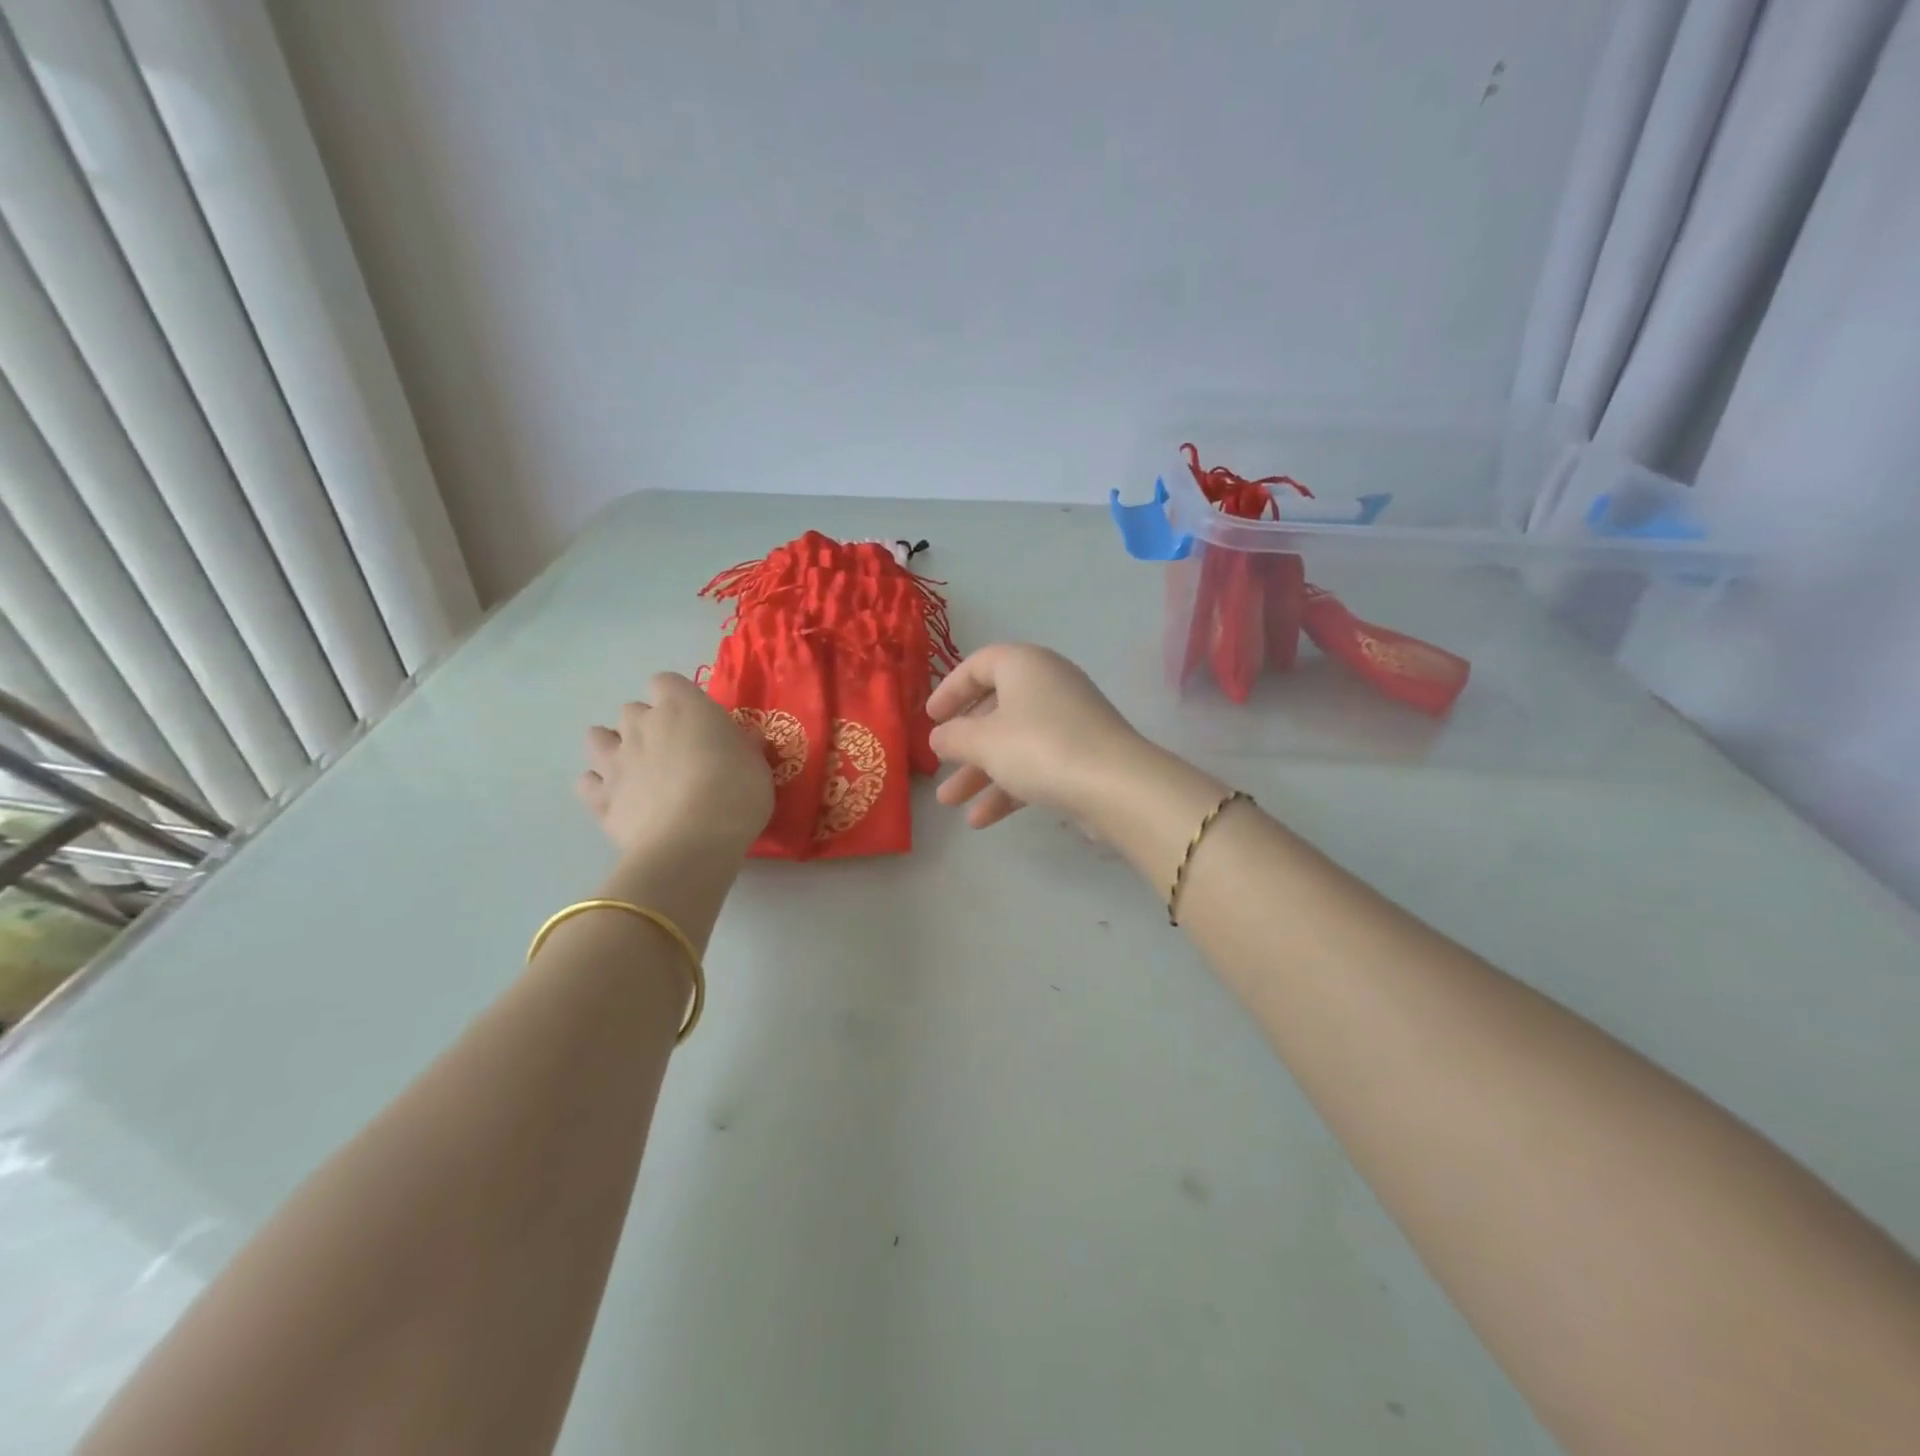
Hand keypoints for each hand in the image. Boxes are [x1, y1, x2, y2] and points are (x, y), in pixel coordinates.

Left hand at [578, 673, 773, 857]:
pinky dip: (599, 788)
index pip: (666, 682)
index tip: (697, 721)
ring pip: (598, 738)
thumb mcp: (757, 765)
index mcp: (682, 707)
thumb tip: (742, 740)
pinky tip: (618, 799)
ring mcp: (616, 761)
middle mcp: (642, 725)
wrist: (693, 842)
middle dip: (647, 725)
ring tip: (636, 768)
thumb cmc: (736, 793)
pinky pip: (588, 783)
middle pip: (632, 710)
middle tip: (673, 751)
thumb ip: (743, 746)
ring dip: (613, 747)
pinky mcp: (601, 798)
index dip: (678, 698)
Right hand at [928, 643, 1150, 829]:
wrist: (1115, 786)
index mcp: (1025, 666)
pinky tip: (982, 820)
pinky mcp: (1082, 754)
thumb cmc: (1039, 748)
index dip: (950, 690)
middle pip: (995, 709)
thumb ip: (954, 737)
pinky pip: (1035, 764)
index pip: (979, 665)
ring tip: (949, 804)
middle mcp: (1048, 685)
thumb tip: (939, 737)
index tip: (930, 718)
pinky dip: (1009, 786)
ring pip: (1013, 742)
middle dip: (963, 744)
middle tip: (938, 766)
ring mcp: (1068, 721)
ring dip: (980, 772)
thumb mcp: (984, 742)